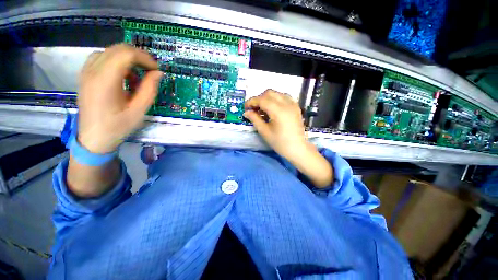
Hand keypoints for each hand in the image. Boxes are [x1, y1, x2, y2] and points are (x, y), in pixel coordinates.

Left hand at [77, 44, 162, 153]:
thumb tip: (158, 73)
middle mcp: (92, 71)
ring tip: (137, 75)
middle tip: (151, 71)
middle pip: (118, 49)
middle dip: (138, 56)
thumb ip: (149, 90)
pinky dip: (116, 61)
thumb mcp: (139, 111)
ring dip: (128, 59)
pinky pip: (102, 58)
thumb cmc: (117, 127)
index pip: (126, 54)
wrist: (92, 138)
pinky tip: (123, 76)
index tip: (156, 70)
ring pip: (110, 51)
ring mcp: (86, 72)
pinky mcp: (86, 75)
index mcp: (105, 81)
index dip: (145, 58)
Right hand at [244, 89, 333, 187]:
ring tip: (262, 109)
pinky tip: (273, 109)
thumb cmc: (280, 142)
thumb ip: (255, 119)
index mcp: (278, 110)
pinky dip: (275, 100)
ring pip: (277, 94)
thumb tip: (246, 112)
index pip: (262, 99)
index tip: (245, 107)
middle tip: (253, 109)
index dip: (252, 101)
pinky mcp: (296, 107)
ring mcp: (293, 104)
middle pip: (269, 93)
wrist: (297, 148)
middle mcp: (287, 103)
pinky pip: (284, 97)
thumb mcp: (264, 132)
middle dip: (259, 99)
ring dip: (267, 98)